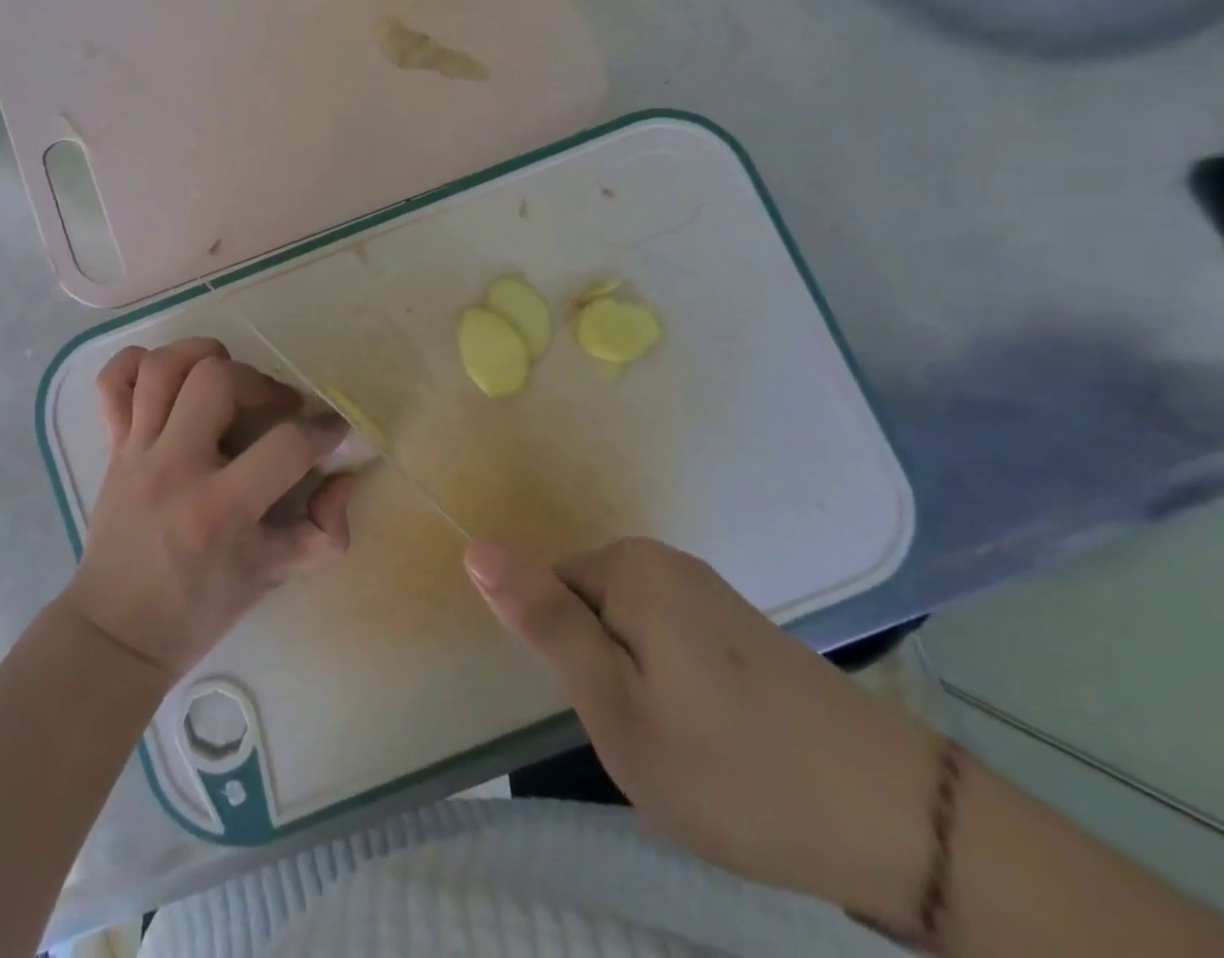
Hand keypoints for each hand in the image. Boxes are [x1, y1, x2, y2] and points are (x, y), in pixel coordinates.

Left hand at [63, 338, 354, 679]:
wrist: (116, 631)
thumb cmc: (199, 608)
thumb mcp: (272, 578)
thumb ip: (322, 532)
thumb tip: (342, 478)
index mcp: (219, 510)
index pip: (285, 445)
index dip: (323, 430)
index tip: (333, 431)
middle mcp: (173, 468)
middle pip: (216, 379)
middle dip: (260, 382)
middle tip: (277, 407)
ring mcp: (135, 452)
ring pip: (163, 367)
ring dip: (204, 357)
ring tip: (228, 378)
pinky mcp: (112, 446)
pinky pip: (112, 382)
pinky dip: (139, 363)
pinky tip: (170, 377)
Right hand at [466, 538, 939, 930]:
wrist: (900, 826)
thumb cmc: (732, 768)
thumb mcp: (614, 705)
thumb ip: (543, 622)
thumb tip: (474, 548)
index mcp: (630, 565)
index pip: (546, 592)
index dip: (562, 659)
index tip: (602, 714)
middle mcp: (667, 562)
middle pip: (587, 608)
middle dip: (598, 671)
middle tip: (640, 738)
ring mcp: (710, 594)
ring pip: (627, 632)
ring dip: (635, 685)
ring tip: (680, 747)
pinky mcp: (741, 630)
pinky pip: (669, 644)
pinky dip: (673, 689)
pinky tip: (716, 741)